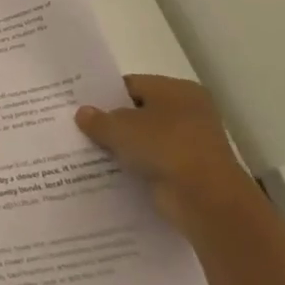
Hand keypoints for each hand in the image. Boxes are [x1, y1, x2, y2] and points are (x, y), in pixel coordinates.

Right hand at [76, 75, 255, 228]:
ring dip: (123, 146)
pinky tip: (108, 171)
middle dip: (112, 122)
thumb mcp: (120, 128)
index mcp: (177, 90)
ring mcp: (191, 144)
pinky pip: (153, 163)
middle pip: (139, 112)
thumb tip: (82, 113)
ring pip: (145, 140)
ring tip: (87, 150)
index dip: (104, 94)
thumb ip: (98, 119)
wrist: (206, 199)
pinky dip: (135, 167)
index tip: (79, 105)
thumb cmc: (165, 147)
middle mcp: (189, 112)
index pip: (132, 85)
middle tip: (78, 126)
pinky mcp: (189, 172)